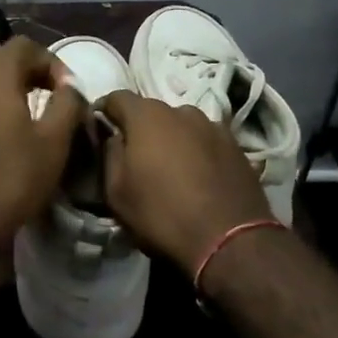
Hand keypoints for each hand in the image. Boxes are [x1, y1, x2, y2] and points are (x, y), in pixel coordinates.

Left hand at [0, 38, 83, 259]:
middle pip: (5, 58)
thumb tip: (71, 88)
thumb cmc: (11, 178)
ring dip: (17, 89)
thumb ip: (68, 104)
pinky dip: (0, 105)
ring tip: (40, 116)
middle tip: (58, 98)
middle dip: (35, 72)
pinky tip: (15, 135)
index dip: (53, 62)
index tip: (70, 92)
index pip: (25, 45)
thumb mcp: (54, 141)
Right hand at [97, 92, 273, 268]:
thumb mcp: (116, 192)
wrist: (229, 240)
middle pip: (152, 112)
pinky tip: (199, 178)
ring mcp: (213, 126)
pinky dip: (198, 153)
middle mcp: (181, 111)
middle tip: (137, 160)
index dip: (105, 112)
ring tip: (172, 171)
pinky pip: (206, 142)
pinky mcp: (237, 146)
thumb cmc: (161, 214)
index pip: (116, 98)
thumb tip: (113, 136)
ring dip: (172, 140)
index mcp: (147, 116)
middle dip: (141, 130)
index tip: (101, 132)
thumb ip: (109, 154)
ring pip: (182, 126)